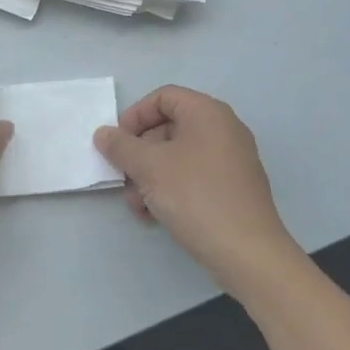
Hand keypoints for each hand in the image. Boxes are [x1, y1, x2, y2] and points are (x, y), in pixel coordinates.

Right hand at [94, 86, 307, 300]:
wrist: (246, 252)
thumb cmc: (195, 196)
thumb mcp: (149, 167)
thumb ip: (121, 146)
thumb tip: (103, 133)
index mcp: (208, 113)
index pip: (163, 97)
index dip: (135, 115)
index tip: (118, 143)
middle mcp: (223, 129)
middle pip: (168, 128)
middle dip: (139, 154)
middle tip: (123, 179)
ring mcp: (231, 160)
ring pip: (177, 156)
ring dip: (149, 176)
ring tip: (137, 205)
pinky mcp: (231, 188)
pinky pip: (192, 176)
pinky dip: (170, 189)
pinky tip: (154, 215)